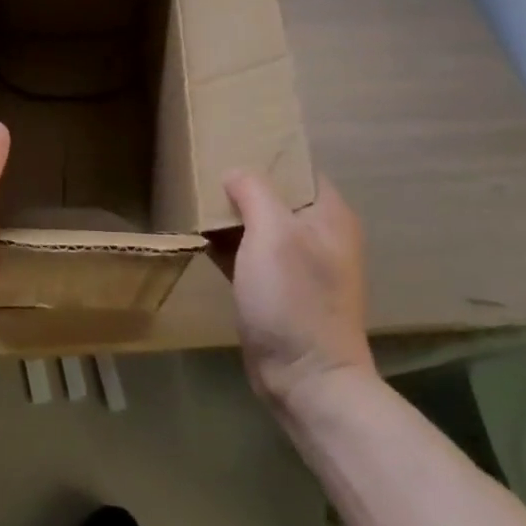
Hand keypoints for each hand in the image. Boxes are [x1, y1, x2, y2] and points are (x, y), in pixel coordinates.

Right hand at [219, 170, 374, 413]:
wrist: (306, 382)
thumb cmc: (295, 299)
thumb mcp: (272, 233)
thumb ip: (253, 191)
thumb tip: (235, 172)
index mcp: (329, 215)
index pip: (298, 167)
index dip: (267, 153)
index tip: (231, 142)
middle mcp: (318, 235)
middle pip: (275, 194)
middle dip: (242, 183)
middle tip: (205, 166)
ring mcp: (298, 265)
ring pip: (259, 223)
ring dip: (231, 214)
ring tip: (195, 195)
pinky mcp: (277, 290)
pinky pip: (248, 253)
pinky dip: (227, 243)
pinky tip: (198, 235)